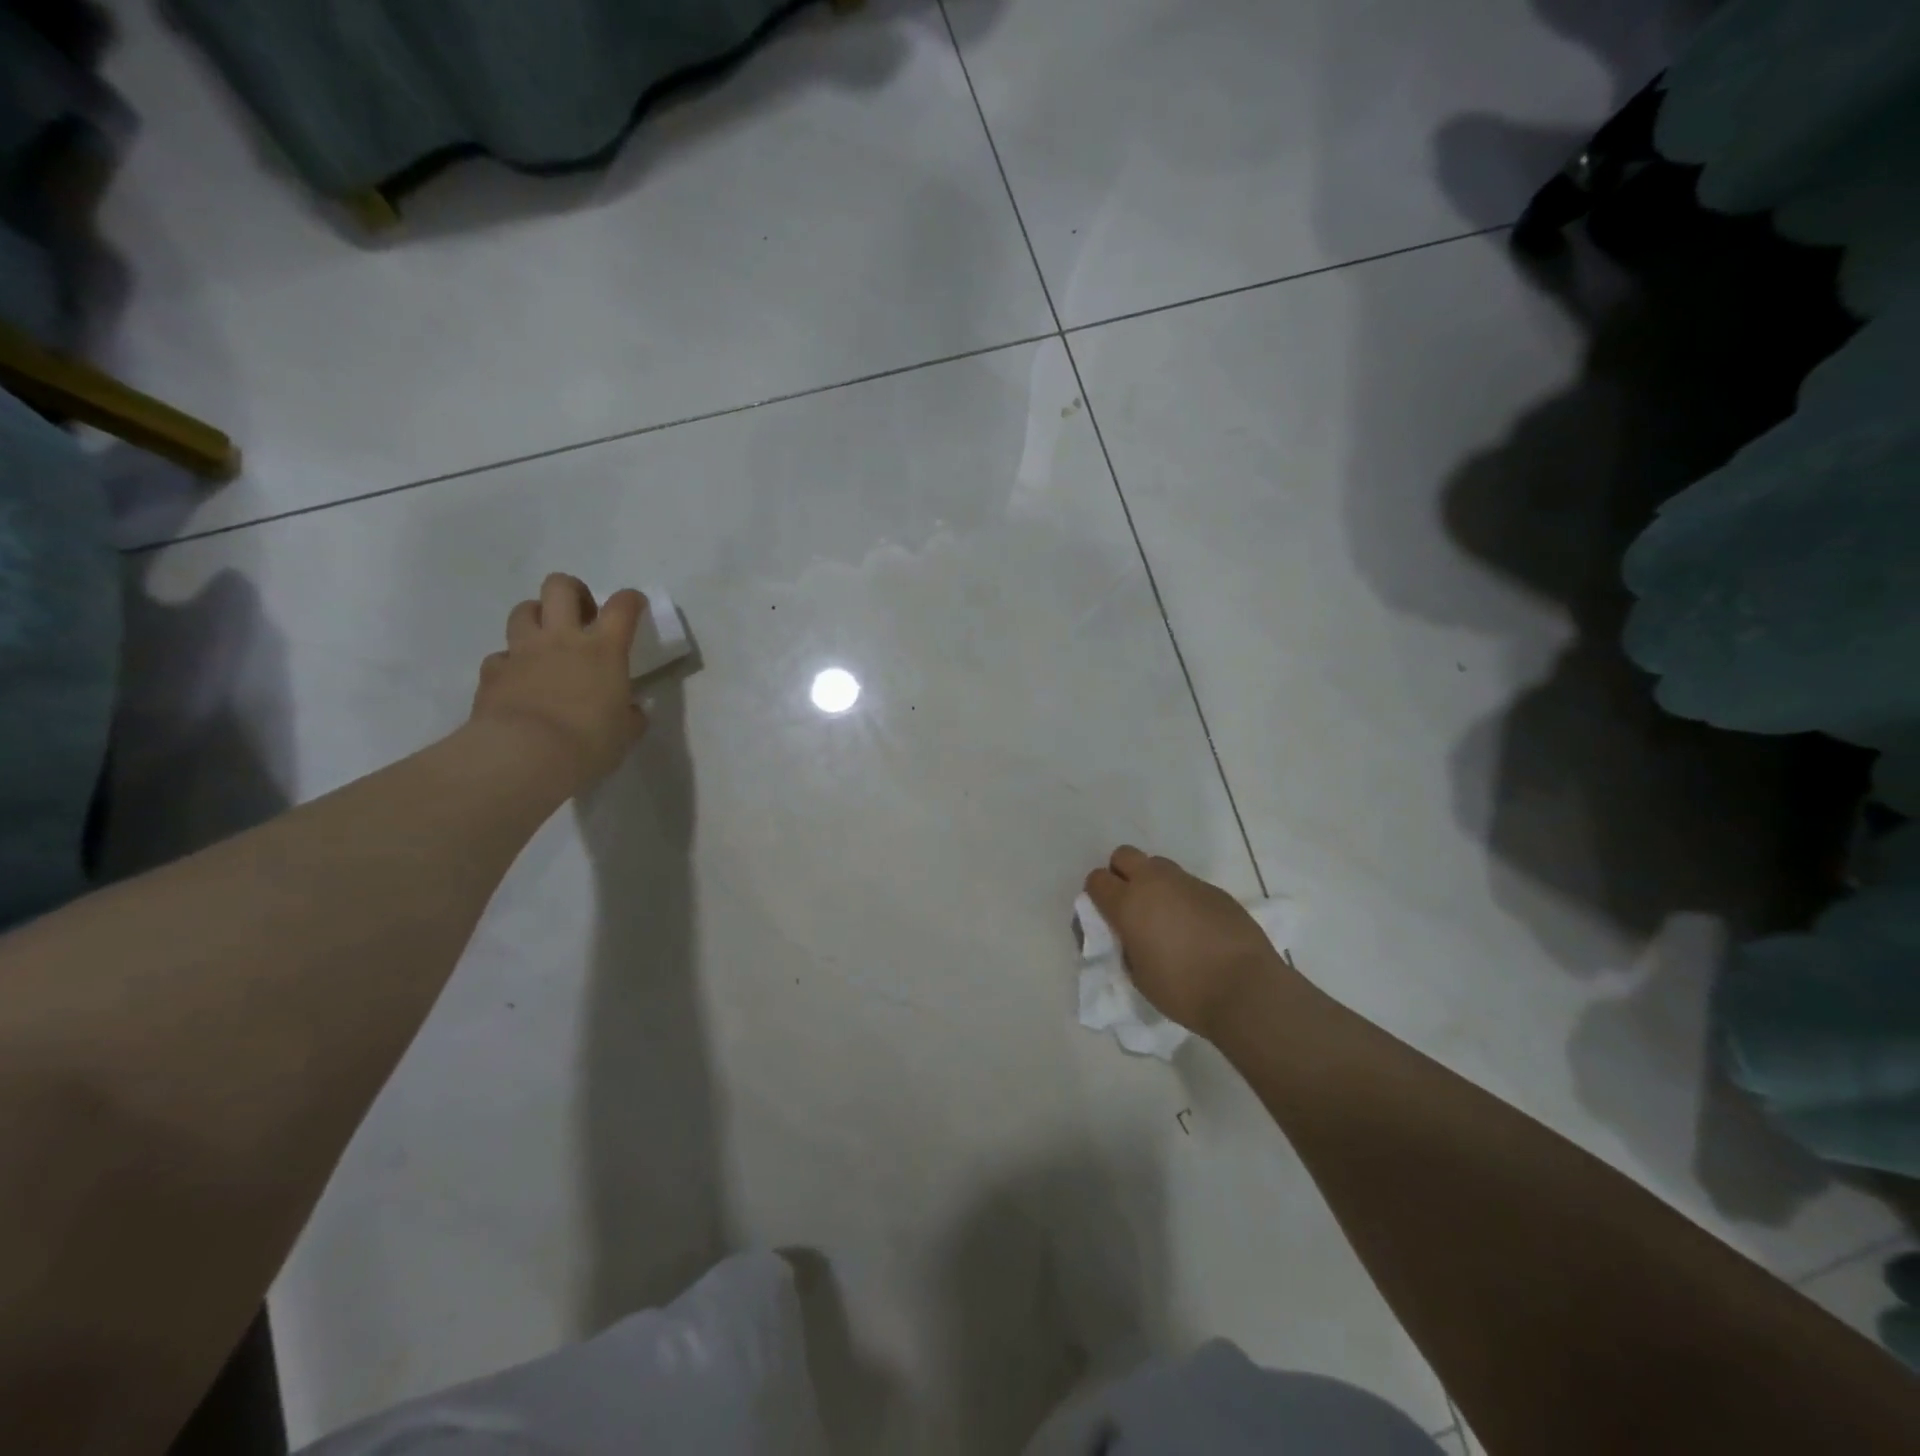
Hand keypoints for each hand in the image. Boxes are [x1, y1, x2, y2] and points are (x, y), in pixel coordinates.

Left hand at [470, 574, 646, 789]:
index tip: (635, 606)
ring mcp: (523, 652)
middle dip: (573, 592)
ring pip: (523, 610)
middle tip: (582, 615)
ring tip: (546, 640)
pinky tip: (518, 680)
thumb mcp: (626, 732)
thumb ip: (630, 714)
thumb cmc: (589, 742)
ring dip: (536, 618)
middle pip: (560, 587)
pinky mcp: (493, 672)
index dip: (631, 600)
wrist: (525, 756)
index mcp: (604, 650)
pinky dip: (511, 663)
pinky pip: (500, 656)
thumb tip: (631, 710)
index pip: (622, 607)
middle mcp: (562, 639)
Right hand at [1083, 846, 1297, 1040]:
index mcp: (1128, 904)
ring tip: (1167, 916)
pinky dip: (1184, 898)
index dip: (1097, 894)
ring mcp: (1187, 883)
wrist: (1246, 989)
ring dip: (1155, 883)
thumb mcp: (1138, 974)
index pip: (1097, 880)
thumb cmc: (1183, 989)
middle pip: (1125, 855)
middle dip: (1122, 873)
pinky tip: (1197, 927)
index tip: (1106, 914)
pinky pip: (1188, 884)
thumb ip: (1128, 945)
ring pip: (1159, 866)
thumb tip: (1131, 934)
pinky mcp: (1215, 890)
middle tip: (1132, 904)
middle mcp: (1154, 883)